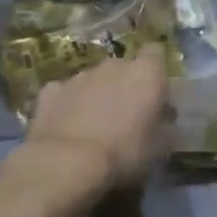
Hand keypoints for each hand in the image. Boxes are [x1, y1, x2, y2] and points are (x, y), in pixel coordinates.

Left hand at [24, 47, 171, 191]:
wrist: (66, 163)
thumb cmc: (123, 152)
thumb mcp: (159, 148)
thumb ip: (166, 127)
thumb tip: (166, 120)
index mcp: (146, 73)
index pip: (156, 53)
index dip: (156, 70)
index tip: (156, 92)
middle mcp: (114, 65)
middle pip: (124, 66)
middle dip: (125, 84)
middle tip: (126, 113)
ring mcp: (79, 75)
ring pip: (94, 79)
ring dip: (97, 94)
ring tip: (94, 124)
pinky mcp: (51, 90)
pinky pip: (65, 93)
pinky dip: (68, 104)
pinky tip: (67, 126)